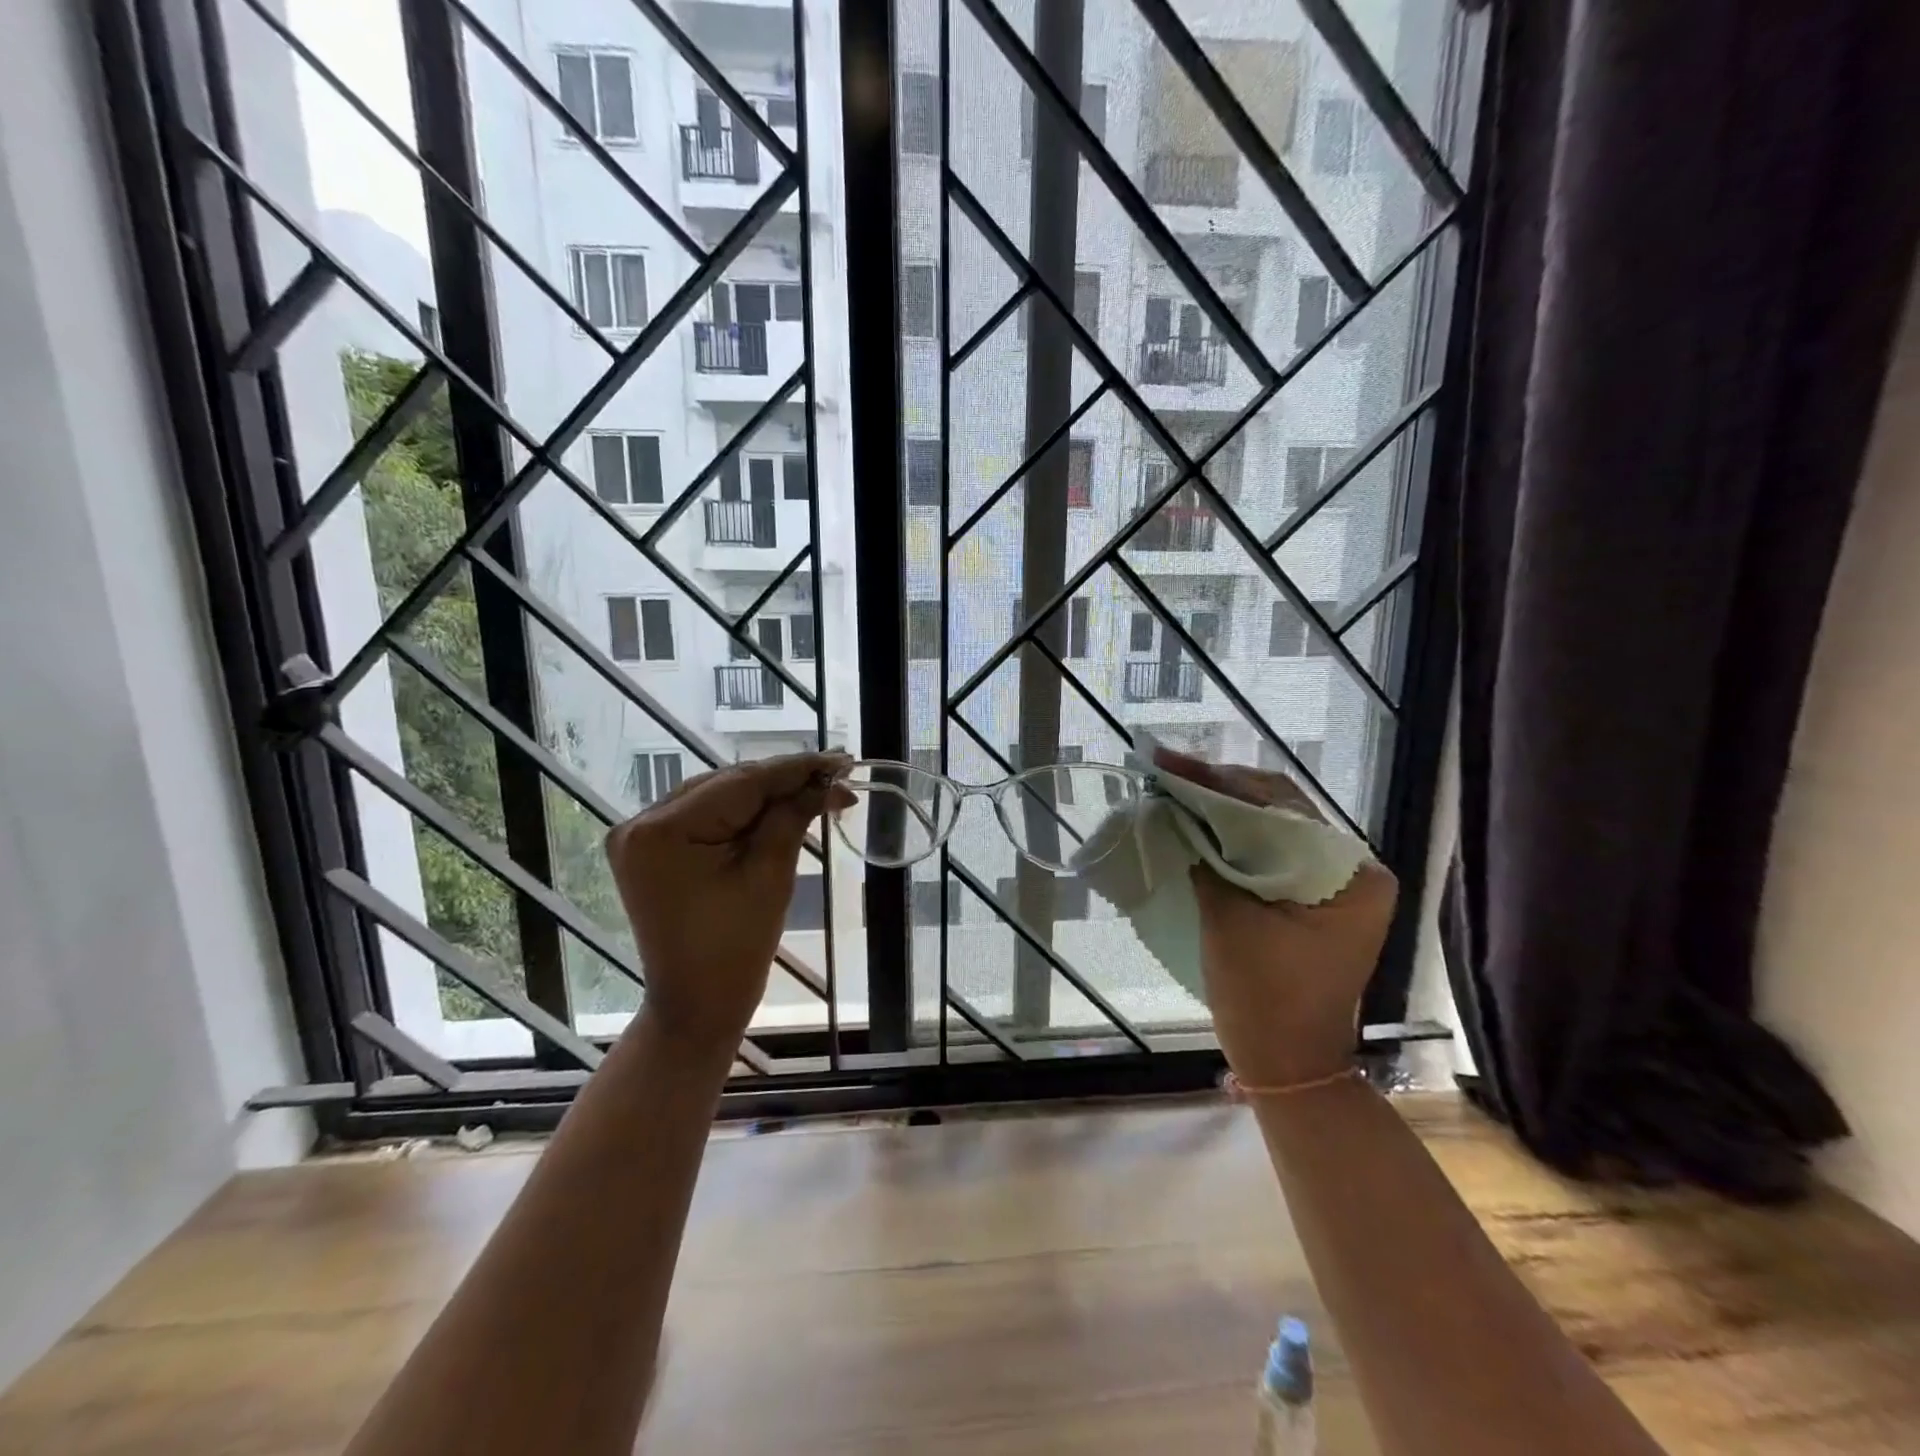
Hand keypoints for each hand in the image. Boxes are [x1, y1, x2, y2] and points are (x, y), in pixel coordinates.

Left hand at [604, 751, 850, 1054]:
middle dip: (784, 782)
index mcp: (661, 830)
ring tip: (818, 791)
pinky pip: (706, 817)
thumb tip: (829, 780)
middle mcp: (640, 823)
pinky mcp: (651, 849)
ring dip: (767, 796)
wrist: (697, 1005)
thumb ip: (794, 815)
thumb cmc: (736, 948)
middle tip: (837, 778)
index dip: (795, 769)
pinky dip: (744, 814)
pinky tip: (781, 808)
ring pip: (719, 797)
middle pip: (727, 786)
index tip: (841, 760)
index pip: (740, 783)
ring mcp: (640, 836)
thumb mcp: (770, 874)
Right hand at [1154, 747, 1397, 1087]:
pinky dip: (1234, 835)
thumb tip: (1174, 809)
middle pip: (1280, 810)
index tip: (1168, 764)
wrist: (1288, 1066)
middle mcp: (1355, 869)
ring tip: (1175, 787)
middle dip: (1220, 788)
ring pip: (1273, 826)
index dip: (1218, 782)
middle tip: (1166, 770)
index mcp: (1352, 875)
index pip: (1280, 807)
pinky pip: (1272, 850)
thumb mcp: (1229, 920)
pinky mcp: (1315, 897)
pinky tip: (1198, 821)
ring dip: (1224, 808)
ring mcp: (1337, 883)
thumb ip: (1206, 857)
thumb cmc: (1264, 999)